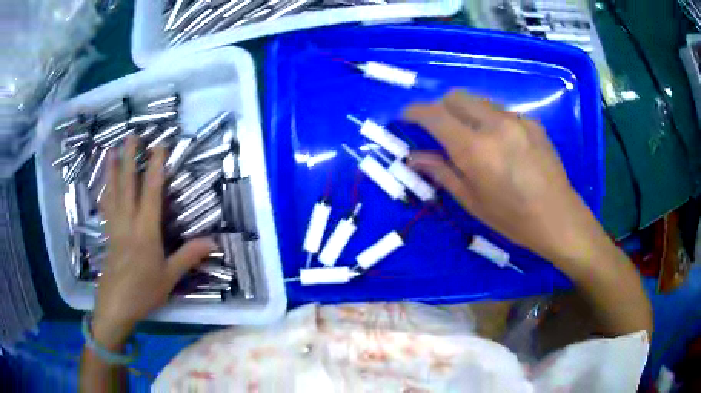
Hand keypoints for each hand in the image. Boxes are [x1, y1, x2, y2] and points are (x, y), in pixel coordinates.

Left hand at [93, 136, 213, 348]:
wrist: (117, 306)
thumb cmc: (144, 292)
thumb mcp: (170, 277)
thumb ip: (189, 256)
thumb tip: (214, 242)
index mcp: (145, 231)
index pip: (151, 192)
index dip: (155, 166)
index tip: (159, 145)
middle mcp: (128, 222)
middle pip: (127, 185)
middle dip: (129, 158)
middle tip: (131, 136)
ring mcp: (115, 227)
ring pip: (112, 193)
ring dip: (112, 170)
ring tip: (111, 150)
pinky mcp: (107, 235)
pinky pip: (105, 207)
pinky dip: (105, 192)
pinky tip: (104, 185)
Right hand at [403, 90, 607, 264]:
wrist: (558, 217)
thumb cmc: (512, 218)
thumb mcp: (472, 201)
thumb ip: (441, 172)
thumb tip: (414, 157)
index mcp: (476, 149)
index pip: (435, 115)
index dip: (414, 112)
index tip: (405, 118)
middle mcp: (495, 125)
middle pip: (456, 96)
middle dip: (440, 107)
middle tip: (438, 128)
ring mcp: (517, 119)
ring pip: (479, 100)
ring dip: (465, 111)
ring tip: (470, 136)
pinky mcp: (532, 121)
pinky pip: (500, 111)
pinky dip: (489, 119)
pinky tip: (499, 142)